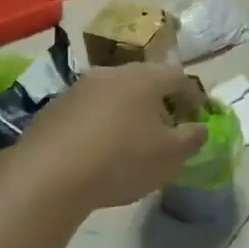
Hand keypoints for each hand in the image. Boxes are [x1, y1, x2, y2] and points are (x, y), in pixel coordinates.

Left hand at [15, 63, 207, 211]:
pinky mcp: (53, 109)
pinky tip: (100, 152)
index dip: (193, 96)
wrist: (49, 174)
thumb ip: (192, 139)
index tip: (199, 117)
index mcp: (144, 78)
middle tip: (167, 131)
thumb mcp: (170, 156)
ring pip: (114, 96)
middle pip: (144, 83)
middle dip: (159, 104)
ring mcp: (78, 88)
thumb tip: (199, 128)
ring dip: (128, 114)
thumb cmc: (122, 160)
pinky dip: (101, 126)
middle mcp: (110, 73)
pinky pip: (88, 112)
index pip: (178, 77)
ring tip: (133, 143)